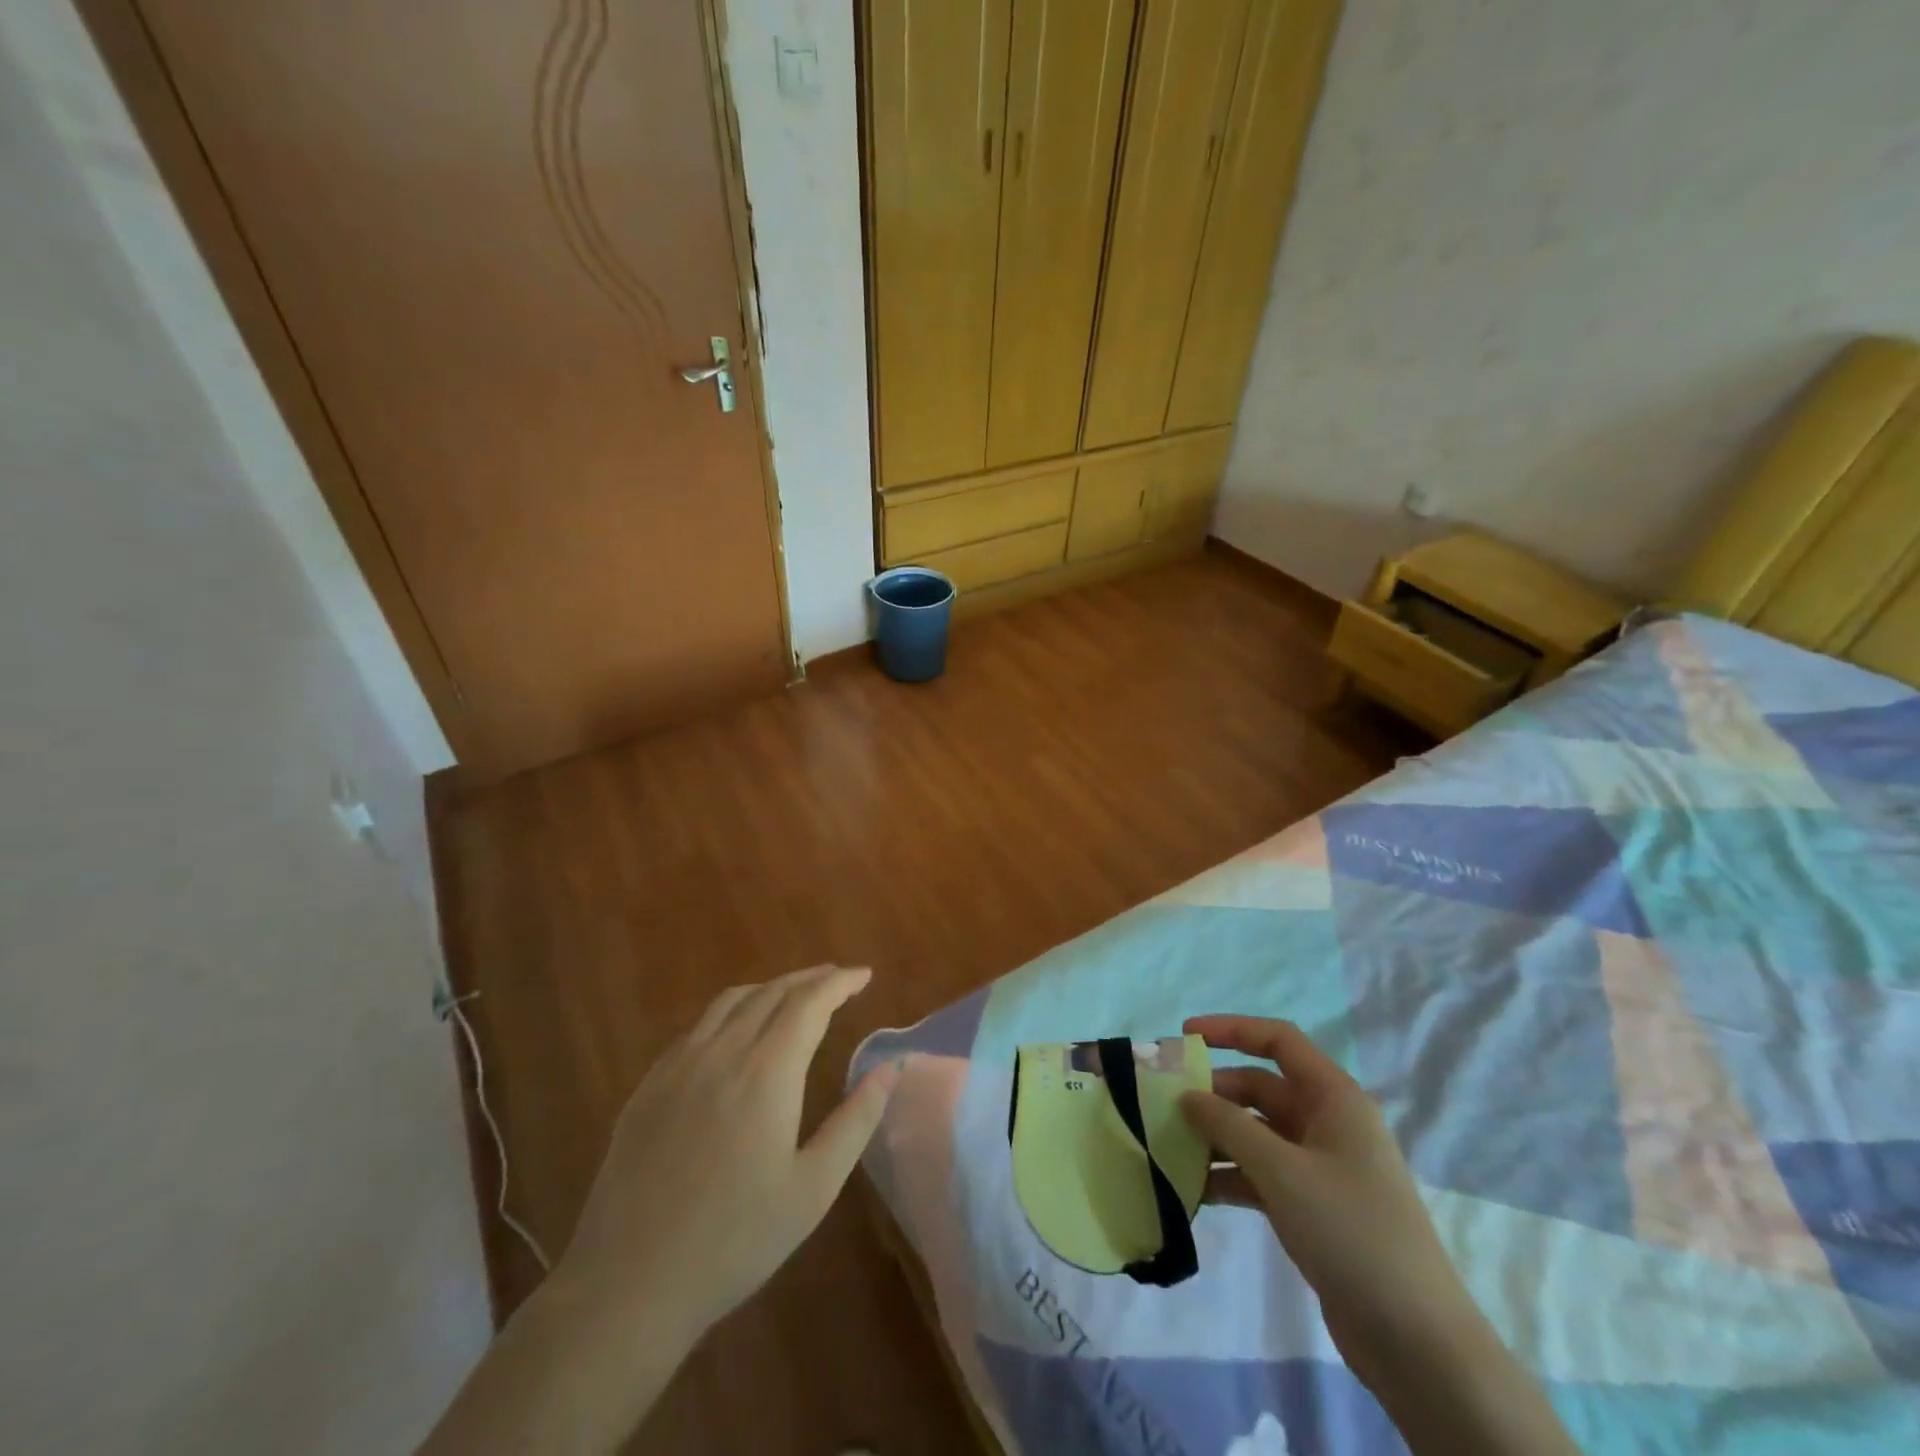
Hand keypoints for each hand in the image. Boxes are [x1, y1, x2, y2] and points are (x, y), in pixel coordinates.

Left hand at [560, 965, 900, 1341]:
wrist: (629, 1284)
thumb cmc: (735, 1241)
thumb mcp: (813, 1187)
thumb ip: (857, 1119)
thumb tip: (891, 1066)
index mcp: (766, 1071)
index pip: (810, 1002)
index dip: (840, 982)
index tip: (864, 975)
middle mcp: (722, 1052)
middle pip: (772, 992)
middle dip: (810, 979)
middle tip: (837, 980)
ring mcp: (679, 1065)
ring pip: (731, 1001)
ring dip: (770, 988)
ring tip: (793, 997)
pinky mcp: (650, 1084)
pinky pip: (698, 1026)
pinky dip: (732, 1012)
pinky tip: (737, 1034)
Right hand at [1178, 1016, 1466, 1381]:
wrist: (1416, 1342)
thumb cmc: (1351, 1231)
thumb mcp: (1282, 1171)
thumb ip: (1228, 1126)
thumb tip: (1187, 1096)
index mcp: (1334, 1098)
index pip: (1278, 1040)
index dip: (1231, 1030)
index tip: (1185, 1036)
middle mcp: (1328, 1123)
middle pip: (1261, 1088)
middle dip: (1213, 1093)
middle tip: (1164, 1103)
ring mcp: (1321, 1167)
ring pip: (1257, 1133)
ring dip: (1216, 1138)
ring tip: (1169, 1147)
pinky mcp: (1313, 1206)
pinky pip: (1261, 1173)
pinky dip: (1230, 1176)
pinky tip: (1194, 1191)